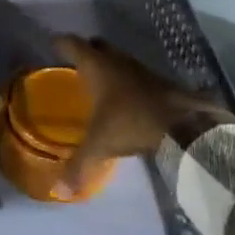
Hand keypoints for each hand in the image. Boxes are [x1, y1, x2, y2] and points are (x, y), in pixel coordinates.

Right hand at [52, 34, 225, 195]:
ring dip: (109, 66)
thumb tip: (58, 191)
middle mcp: (117, 61)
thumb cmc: (131, 122)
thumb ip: (79, 166)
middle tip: (75, 64)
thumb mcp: (100, 145)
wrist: (182, 124)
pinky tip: (126, 98)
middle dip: (87, 51)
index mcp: (96, 66)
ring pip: (118, 59)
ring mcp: (140, 68)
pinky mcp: (159, 81)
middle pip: (97, 46)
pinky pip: (135, 74)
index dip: (61, 44)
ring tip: (99, 82)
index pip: (73, 44)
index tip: (52, 44)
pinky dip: (127, 81)